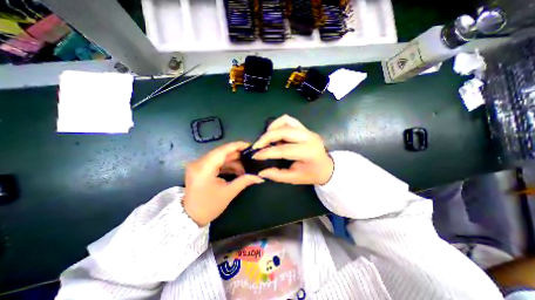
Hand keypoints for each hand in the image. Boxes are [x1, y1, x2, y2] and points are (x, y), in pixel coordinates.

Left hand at [183, 142, 263, 225]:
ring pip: (220, 157)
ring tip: (246, 167)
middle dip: (237, 154)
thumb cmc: (208, 207)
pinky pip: (216, 162)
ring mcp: (198, 165)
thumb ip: (244, 181)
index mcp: (203, 168)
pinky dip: (227, 165)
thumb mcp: (228, 193)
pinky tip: (238, 171)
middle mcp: (199, 163)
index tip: (249, 145)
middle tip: (251, 156)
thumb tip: (259, 177)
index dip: (236, 146)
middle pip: (221, 152)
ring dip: (233, 161)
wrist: (190, 217)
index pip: (222, 151)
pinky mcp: (200, 168)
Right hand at [252, 115, 332, 184]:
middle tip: (257, 146)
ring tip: (265, 139)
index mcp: (308, 152)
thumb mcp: (294, 178)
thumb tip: (261, 172)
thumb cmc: (311, 174)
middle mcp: (309, 137)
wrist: (326, 167)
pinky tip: (274, 132)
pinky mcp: (304, 128)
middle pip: (283, 131)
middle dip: (267, 137)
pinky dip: (278, 124)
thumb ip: (277, 175)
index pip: (284, 150)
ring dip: (272, 128)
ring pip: (285, 121)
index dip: (267, 152)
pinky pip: (288, 120)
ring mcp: (307, 130)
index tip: (255, 155)